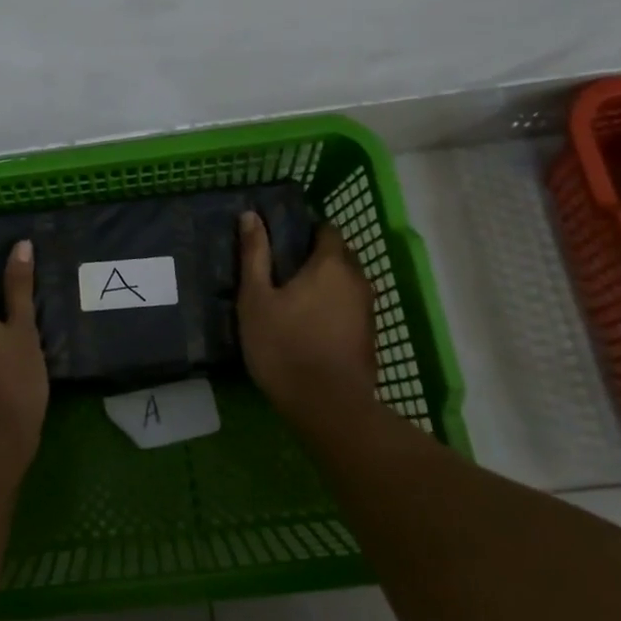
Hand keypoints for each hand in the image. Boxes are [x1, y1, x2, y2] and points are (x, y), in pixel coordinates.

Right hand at [237, 212, 375, 420]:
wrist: (327, 404)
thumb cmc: (283, 345)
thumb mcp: (256, 298)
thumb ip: (254, 255)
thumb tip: (251, 215)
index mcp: (330, 264)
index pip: (327, 229)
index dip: (308, 230)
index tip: (285, 241)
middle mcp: (356, 279)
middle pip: (342, 255)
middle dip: (319, 255)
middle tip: (287, 269)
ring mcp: (368, 309)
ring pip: (349, 283)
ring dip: (329, 283)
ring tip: (298, 297)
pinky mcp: (370, 336)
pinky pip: (352, 307)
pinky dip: (336, 307)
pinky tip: (313, 324)